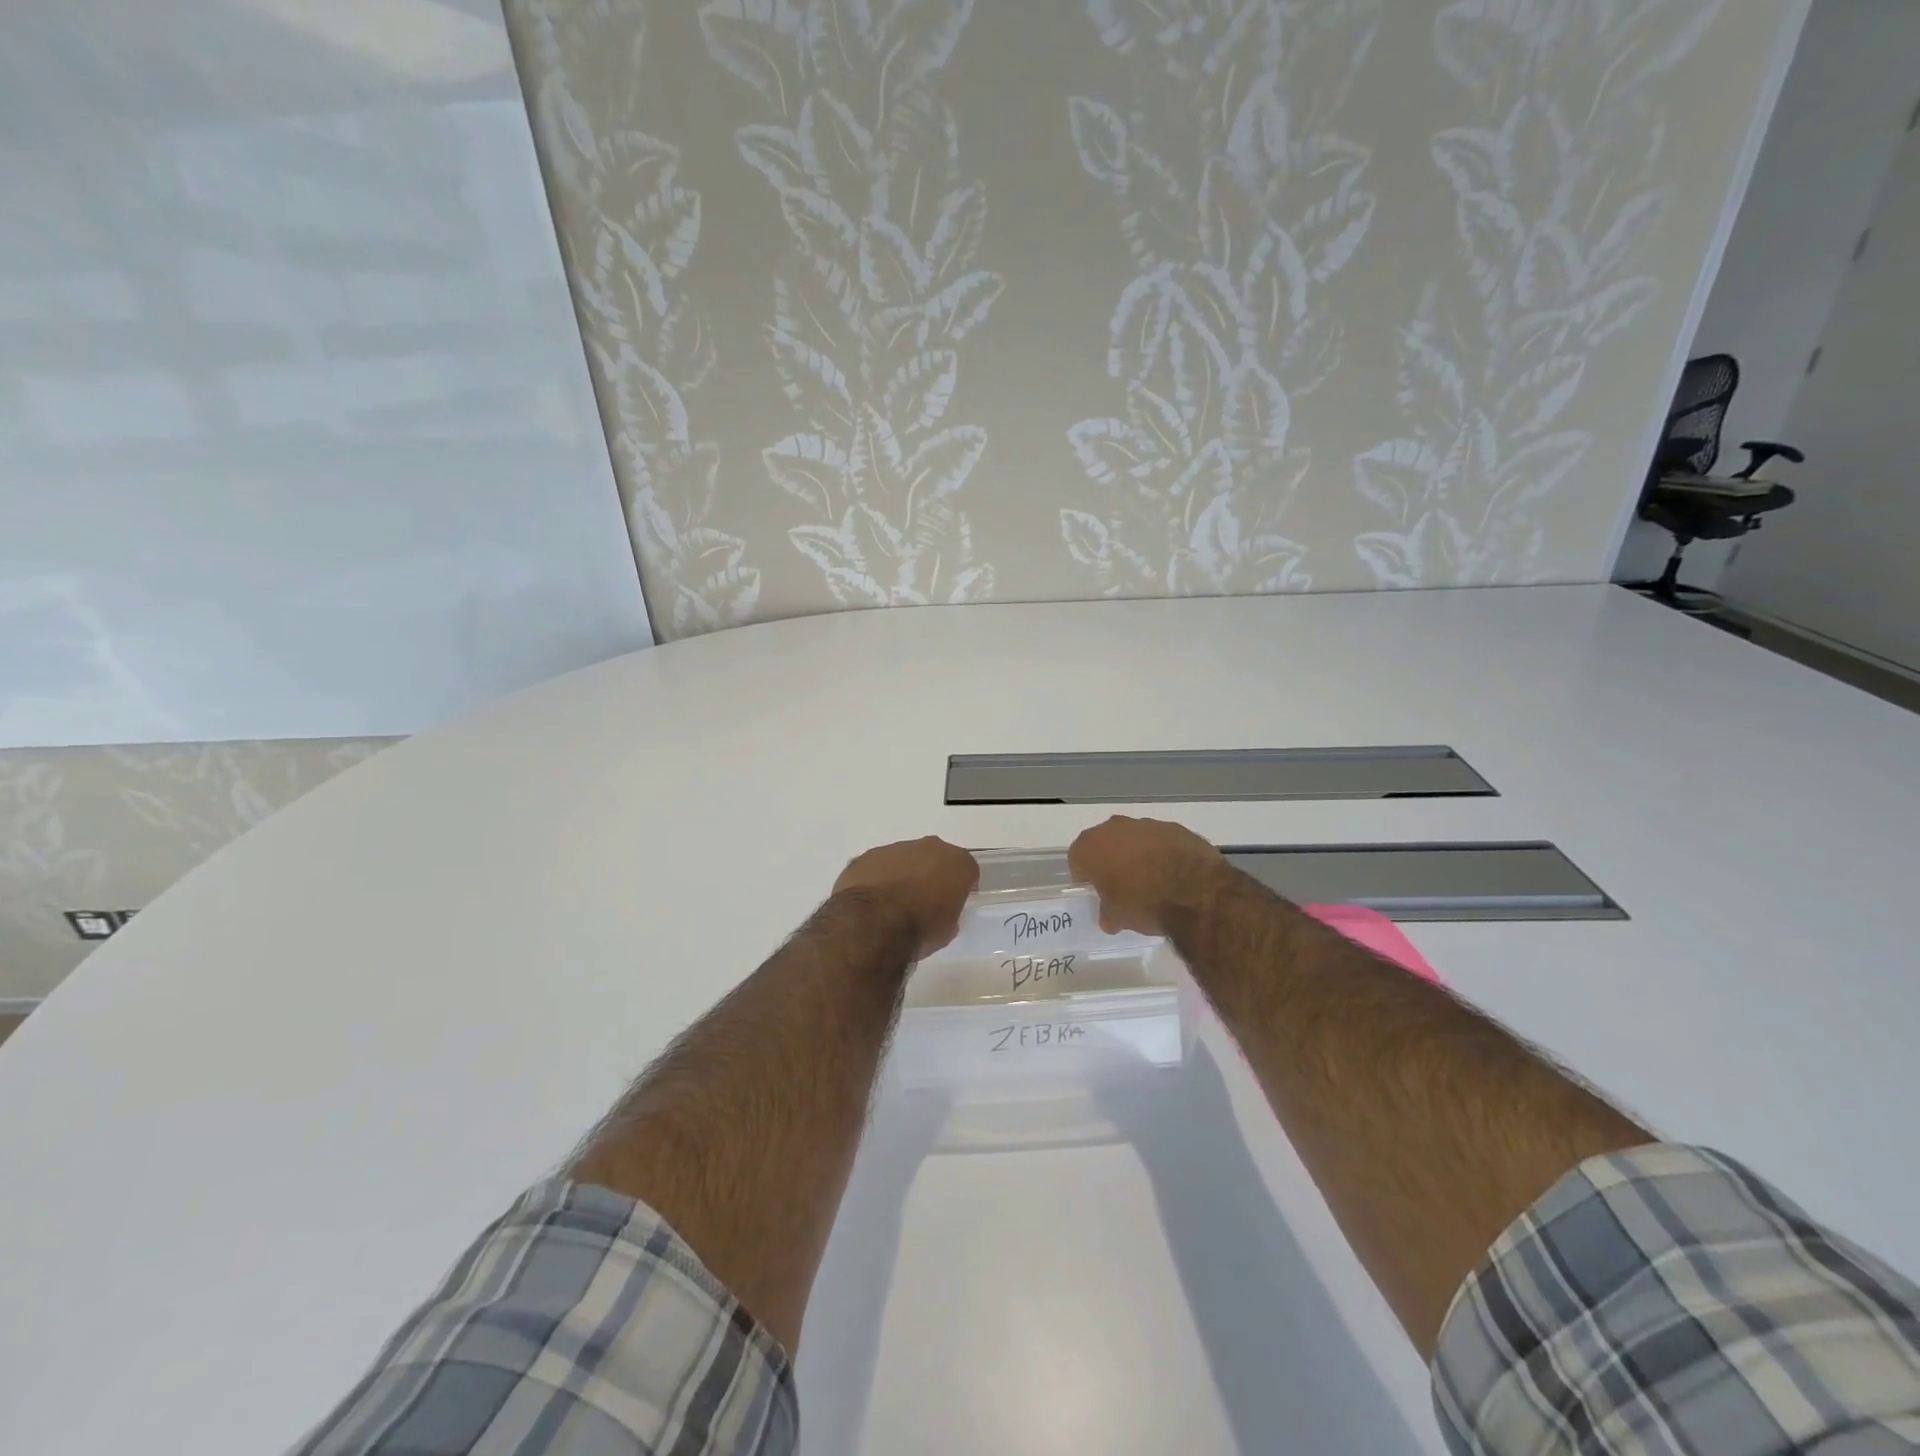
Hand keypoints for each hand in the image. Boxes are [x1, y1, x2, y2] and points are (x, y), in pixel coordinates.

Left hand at [833, 837, 979, 956]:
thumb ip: (949, 911)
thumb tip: (939, 910)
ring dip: (902, 875)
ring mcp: (894, 849)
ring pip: (903, 859)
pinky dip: (876, 880)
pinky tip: (871, 902)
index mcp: (956, 862)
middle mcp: (928, 847)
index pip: (966, 869)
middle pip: (934, 857)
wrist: (874, 925)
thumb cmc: (920, 929)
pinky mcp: (865, 857)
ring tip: (892, 904)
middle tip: (924, 900)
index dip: (961, 886)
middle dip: (931, 874)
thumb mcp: (948, 929)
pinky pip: (876, 867)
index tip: (954, 901)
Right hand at [1069, 816, 1226, 935]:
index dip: (1085, 876)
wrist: (1195, 891)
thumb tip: (1109, 917)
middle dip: (1111, 861)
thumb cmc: (1143, 902)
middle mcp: (1115, 827)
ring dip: (1138, 856)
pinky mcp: (1176, 828)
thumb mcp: (1117, 917)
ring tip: (1151, 882)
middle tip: (1121, 886)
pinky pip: (1161, 842)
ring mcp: (1147, 824)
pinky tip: (1173, 875)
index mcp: (1091, 845)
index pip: (1077, 858)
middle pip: (1105, 843)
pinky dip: (1163, 854)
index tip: (1096, 891)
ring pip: (1134, 839)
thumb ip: (1108, 912)